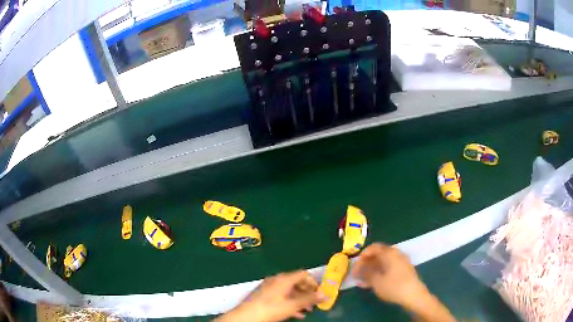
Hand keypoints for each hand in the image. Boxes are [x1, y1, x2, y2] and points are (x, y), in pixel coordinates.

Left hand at [217, 271, 321, 321]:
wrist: (246, 316)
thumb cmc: (271, 308)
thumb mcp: (293, 305)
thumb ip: (309, 299)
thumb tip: (324, 294)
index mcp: (284, 278)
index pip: (303, 274)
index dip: (314, 283)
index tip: (320, 293)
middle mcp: (277, 280)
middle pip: (297, 283)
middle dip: (308, 293)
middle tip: (315, 304)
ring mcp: (269, 287)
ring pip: (289, 291)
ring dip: (300, 300)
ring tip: (307, 311)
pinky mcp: (264, 296)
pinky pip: (281, 297)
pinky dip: (290, 303)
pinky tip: (296, 314)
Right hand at [351, 243, 428, 307]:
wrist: (413, 296)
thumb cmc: (393, 286)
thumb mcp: (376, 281)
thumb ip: (366, 273)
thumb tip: (360, 268)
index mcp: (389, 253)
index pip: (374, 247)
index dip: (363, 255)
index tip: (356, 264)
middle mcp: (396, 255)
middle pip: (378, 255)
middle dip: (366, 264)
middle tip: (357, 274)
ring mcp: (401, 263)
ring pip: (383, 264)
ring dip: (371, 271)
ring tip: (361, 281)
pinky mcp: (403, 272)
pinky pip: (388, 270)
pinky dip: (379, 275)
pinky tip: (371, 284)